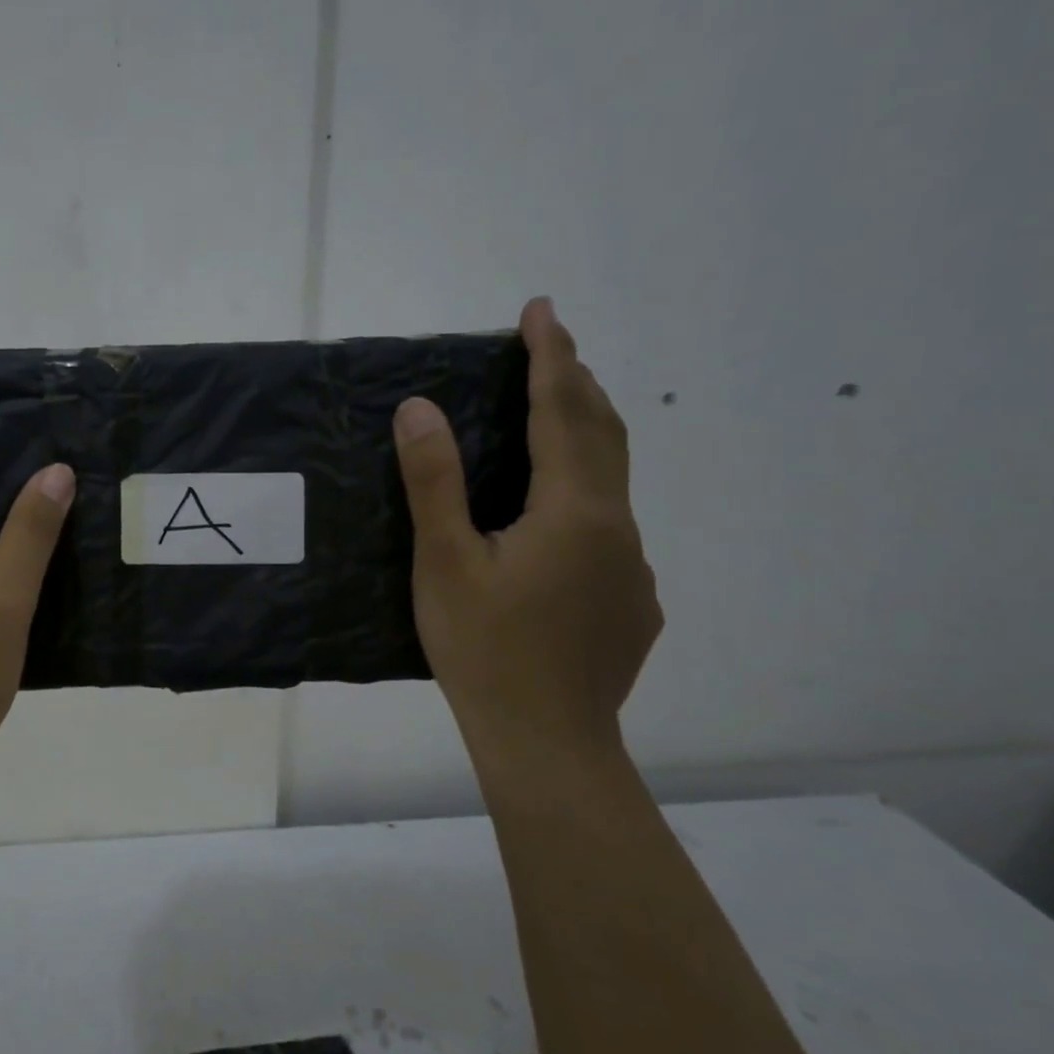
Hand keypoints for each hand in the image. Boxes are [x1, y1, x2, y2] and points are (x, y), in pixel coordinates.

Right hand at [393, 299, 661, 749]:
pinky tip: (554, 523)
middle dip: (577, 383)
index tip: (541, 310)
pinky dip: (585, 495)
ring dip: (582, 437)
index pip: (563, 411)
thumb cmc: (485, 649)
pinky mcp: (634, 602)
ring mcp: (633, 568)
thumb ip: (434, 481)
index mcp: (573, 511)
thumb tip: (419, 407)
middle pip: (603, 435)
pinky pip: (610, 528)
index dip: (551, 356)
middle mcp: (617, 528)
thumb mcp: (444, 562)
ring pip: (611, 482)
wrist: (548, 743)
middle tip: (548, 349)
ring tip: (549, 420)